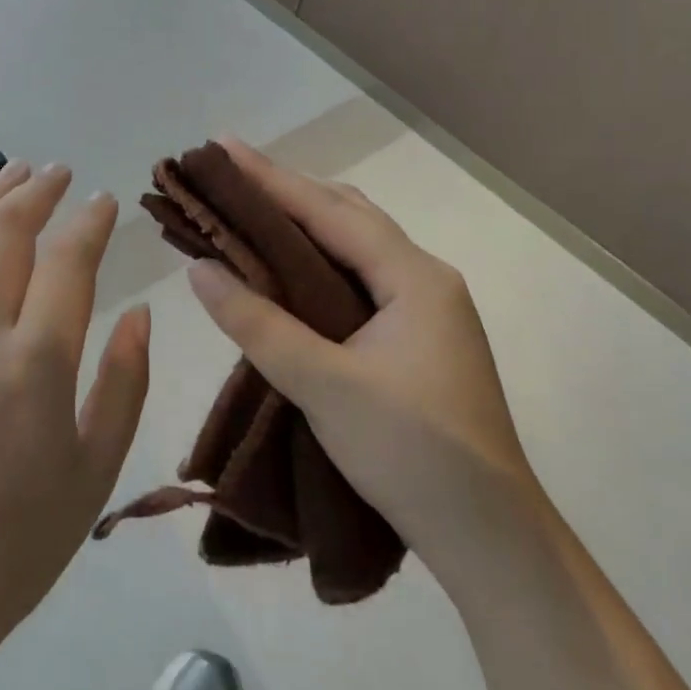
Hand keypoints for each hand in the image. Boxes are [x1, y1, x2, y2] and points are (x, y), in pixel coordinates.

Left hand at [0, 161, 152, 664]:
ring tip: (11, 173)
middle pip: (6, 233)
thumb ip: (123, 384)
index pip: (68, 262)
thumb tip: (140, 313)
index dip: (91, 222)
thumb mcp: (94, 473)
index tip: (105, 199)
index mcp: (35, 363)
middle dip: (37, 192)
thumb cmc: (15, 546)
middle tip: (59, 171)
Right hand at [186, 139, 535, 569]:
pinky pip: (358, 277)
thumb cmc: (413, 454)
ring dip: (304, 222)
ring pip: (355, 245)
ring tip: (250, 209)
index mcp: (413, 277)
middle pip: (346, 215)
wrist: (493, 543)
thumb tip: (198, 269)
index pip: (328, 210)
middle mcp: (424, 279)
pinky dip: (317, 260)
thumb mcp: (324, 386)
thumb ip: (258, 324)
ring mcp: (425, 309)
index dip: (271, 178)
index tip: (221, 147)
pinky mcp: (416, 339)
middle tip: (229, 175)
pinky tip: (288, 269)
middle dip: (287, 190)